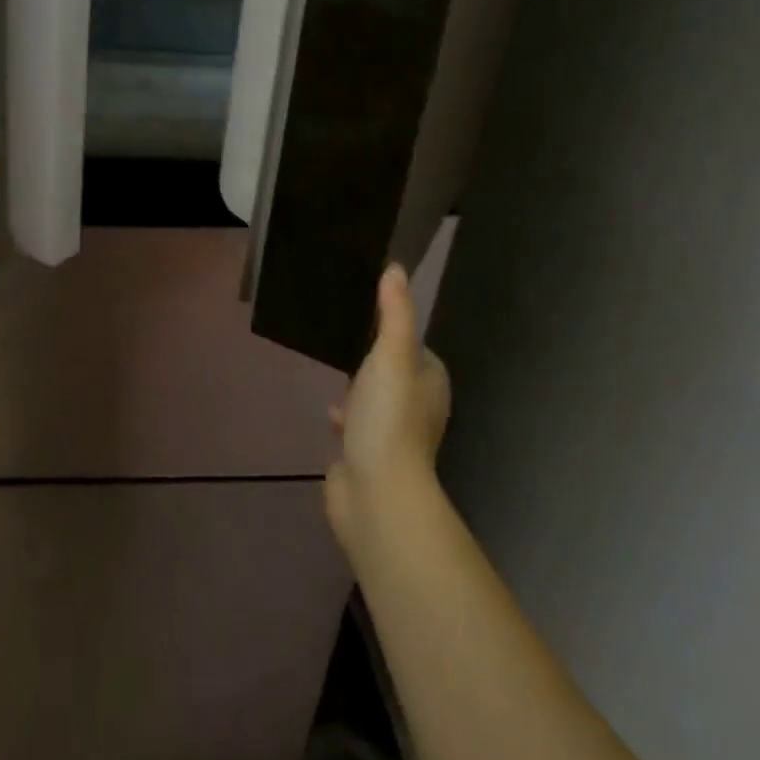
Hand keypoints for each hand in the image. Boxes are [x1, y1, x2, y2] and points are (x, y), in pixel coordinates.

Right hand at [325, 263, 450, 547]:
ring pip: (375, 399)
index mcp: (430, 382)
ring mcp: (394, 434)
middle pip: (394, 371)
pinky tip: (329, 414)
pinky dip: (346, 417)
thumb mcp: (391, 355)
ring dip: (358, 388)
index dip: (393, 330)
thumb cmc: (389, 417)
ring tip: (333, 371)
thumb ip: (393, 312)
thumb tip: (396, 268)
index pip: (415, 346)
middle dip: (372, 358)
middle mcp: (419, 407)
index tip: (364, 314)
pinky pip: (358, 425)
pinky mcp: (370, 455)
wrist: (376, 491)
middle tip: (342, 339)